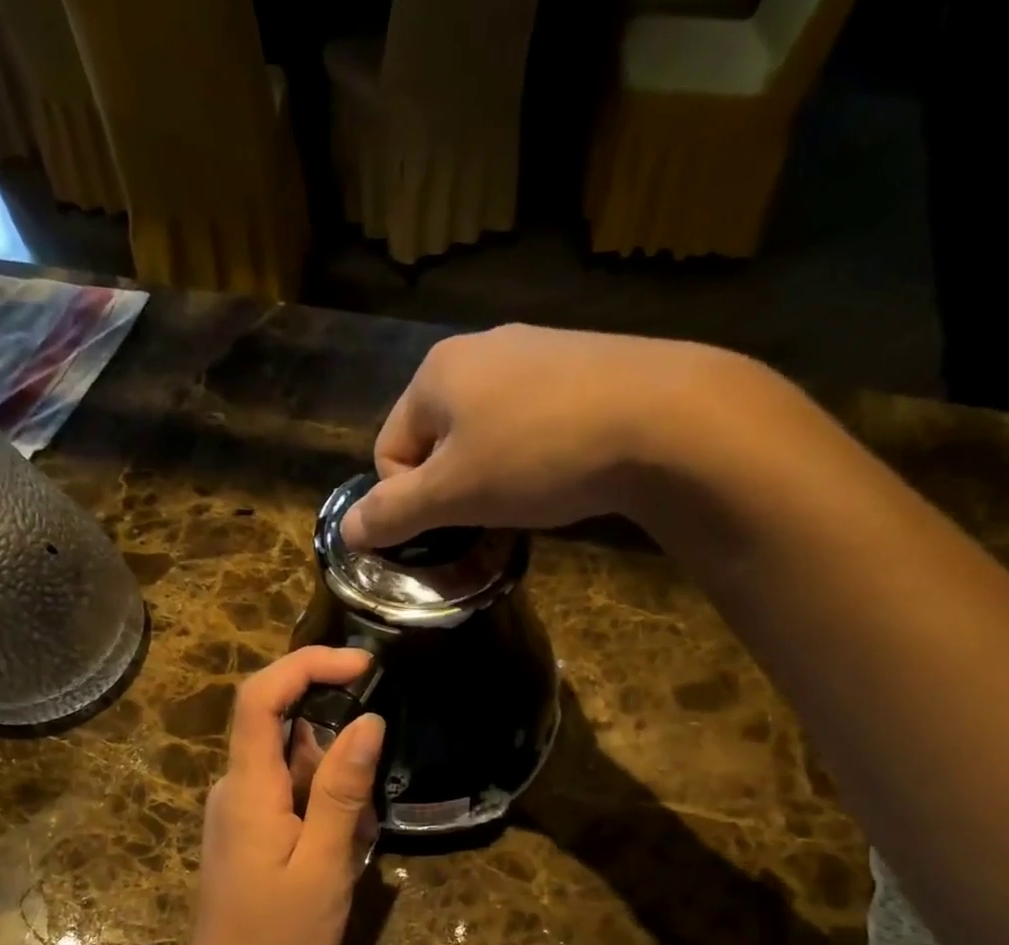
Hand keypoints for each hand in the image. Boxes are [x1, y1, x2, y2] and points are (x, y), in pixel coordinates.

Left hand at [182, 647, 384, 944]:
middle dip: (337, 752)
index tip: (362, 664)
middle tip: (366, 811)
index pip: (261, 697)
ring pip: (294, 766)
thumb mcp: (325, 864)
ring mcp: (238, 808)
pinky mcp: (247, 828)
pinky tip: (337, 856)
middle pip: (285, 730)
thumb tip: (367, 721)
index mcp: (247, 787)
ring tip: (352, 850)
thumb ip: (343, 790)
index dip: (307, 664)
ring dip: (335, 791)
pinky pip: (289, 794)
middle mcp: (235, 786)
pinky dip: (323, 810)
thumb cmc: (279, 937)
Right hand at [341, 324, 821, 552]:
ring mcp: (535, 351)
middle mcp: (479, 349)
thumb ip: (392, 513)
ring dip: (492, 475)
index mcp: (435, 373)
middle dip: (452, 487)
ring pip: (485, 432)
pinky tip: (564, 470)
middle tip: (487, 518)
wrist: (662, 418)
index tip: (449, 524)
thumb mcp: (453, 494)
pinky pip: (531, 420)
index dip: (408, 500)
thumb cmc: (537, 455)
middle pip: (436, 439)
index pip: (389, 450)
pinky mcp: (582, 364)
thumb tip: (346, 532)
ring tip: (529, 497)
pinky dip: (533, 454)